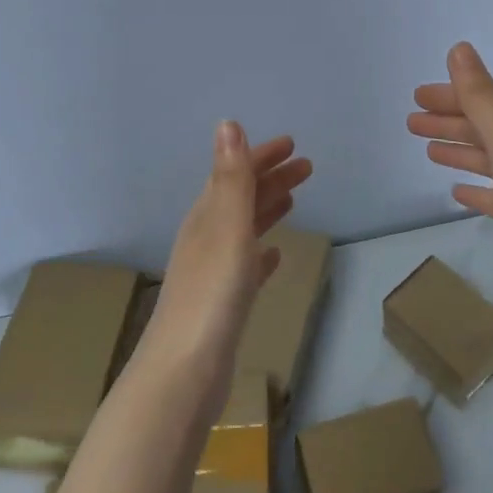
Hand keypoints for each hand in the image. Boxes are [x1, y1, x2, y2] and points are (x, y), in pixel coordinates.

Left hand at [140, 121, 312, 407]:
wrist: (185, 369)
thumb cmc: (212, 292)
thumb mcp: (226, 226)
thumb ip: (231, 177)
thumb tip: (228, 123)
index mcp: (206, 217)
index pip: (235, 174)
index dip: (261, 156)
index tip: (292, 144)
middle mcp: (207, 238)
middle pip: (241, 198)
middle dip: (270, 179)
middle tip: (306, 167)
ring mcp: (213, 272)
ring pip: (244, 229)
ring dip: (267, 209)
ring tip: (293, 199)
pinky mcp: (222, 303)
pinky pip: (246, 266)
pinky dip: (261, 254)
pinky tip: (273, 256)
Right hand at [407, 42, 492, 249]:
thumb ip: (479, 92)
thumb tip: (459, 48)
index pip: (483, 100)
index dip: (451, 96)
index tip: (417, 97)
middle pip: (485, 128)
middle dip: (449, 121)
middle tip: (411, 123)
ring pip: (490, 160)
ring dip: (460, 151)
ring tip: (428, 151)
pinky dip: (478, 192)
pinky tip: (458, 193)